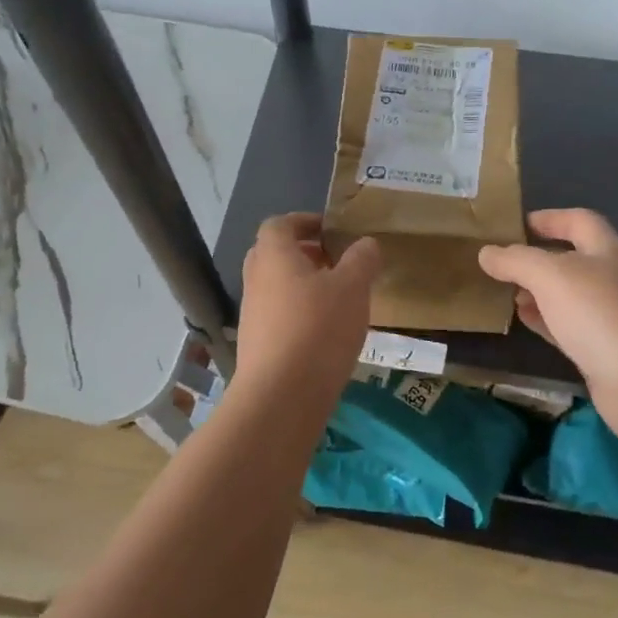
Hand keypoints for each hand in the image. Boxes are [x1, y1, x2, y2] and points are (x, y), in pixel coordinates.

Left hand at [234, 214, 379, 401]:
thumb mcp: (353, 288)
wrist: (281, 396)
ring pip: (277, 287)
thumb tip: (365, 244)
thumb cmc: (318, 328)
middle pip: (275, 254)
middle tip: (336, 262)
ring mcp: (252, 314)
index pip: (280, 224)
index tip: (331, 230)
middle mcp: (256, 280)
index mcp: (274, 256)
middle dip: (305, 254)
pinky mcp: (257, 345)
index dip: (304, 221)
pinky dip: (300, 314)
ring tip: (338, 299)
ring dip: (304, 286)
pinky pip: (278, 316)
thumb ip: (361, 260)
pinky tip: (327, 332)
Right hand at [479, 209, 617, 439]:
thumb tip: (486, 252)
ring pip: (568, 297)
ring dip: (538, 292)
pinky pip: (568, 328)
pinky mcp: (604, 352)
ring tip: (505, 294)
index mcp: (607, 252)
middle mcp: (613, 280)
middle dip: (538, 259)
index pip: (579, 221)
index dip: (550, 218)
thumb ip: (517, 261)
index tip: (516, 225)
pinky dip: (545, 321)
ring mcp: (611, 318)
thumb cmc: (601, 315)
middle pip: (573, 260)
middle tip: (501, 264)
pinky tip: (523, 322)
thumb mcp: (552, 276)